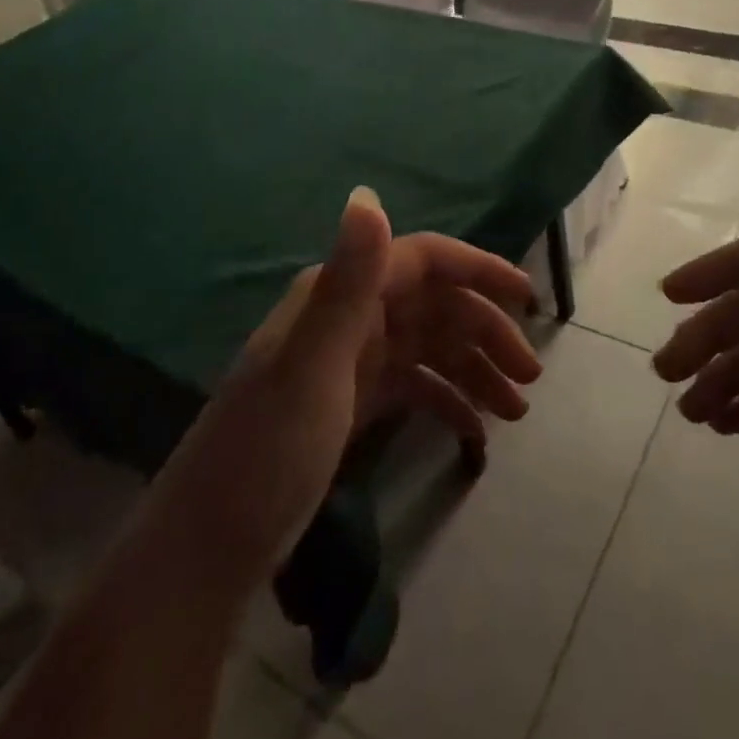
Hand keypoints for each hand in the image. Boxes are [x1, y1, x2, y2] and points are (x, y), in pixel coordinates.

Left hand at [153, 188, 540, 602]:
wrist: (208, 548)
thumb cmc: (267, 450)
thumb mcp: (312, 364)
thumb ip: (348, 279)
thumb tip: (367, 191)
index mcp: (341, 294)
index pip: (424, 259)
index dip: (479, 270)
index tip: (528, 298)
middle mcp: (349, 316)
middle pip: (435, 306)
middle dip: (486, 333)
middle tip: (530, 375)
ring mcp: (351, 360)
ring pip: (430, 347)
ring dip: (475, 369)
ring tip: (517, 411)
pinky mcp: (352, 402)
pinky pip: (415, 386)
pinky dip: (448, 400)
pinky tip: (476, 432)